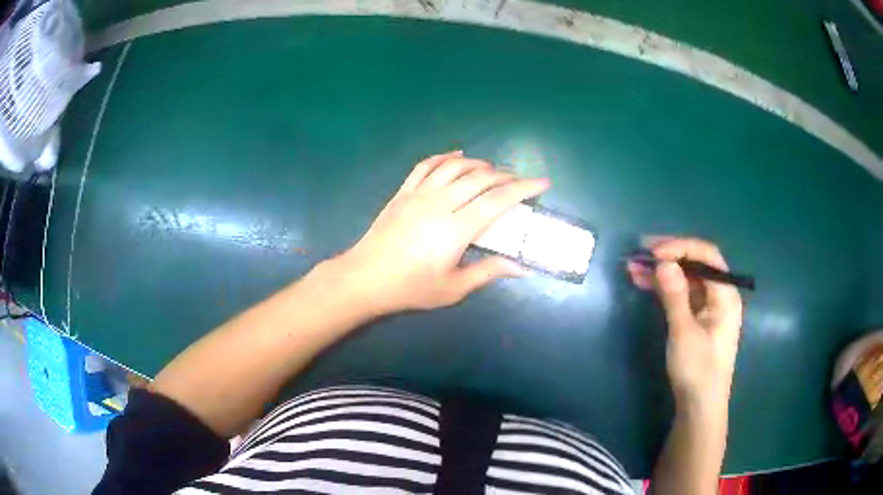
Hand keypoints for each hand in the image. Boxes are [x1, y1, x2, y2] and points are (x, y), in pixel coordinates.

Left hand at [335, 151, 549, 314]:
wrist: (365, 278)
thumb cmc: (411, 287)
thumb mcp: (453, 287)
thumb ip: (488, 272)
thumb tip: (521, 268)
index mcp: (456, 228)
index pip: (497, 201)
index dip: (523, 188)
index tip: (542, 182)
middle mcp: (440, 203)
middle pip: (480, 178)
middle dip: (506, 176)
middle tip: (520, 180)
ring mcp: (419, 194)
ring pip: (455, 167)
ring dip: (478, 164)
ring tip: (493, 170)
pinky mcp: (403, 192)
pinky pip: (426, 165)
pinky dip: (445, 157)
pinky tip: (457, 156)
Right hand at [628, 237, 742, 410]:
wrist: (699, 406)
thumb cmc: (697, 370)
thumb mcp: (684, 332)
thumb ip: (675, 295)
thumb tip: (663, 262)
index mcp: (725, 294)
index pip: (707, 256)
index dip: (681, 248)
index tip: (655, 253)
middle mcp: (719, 295)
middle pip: (696, 264)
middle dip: (669, 256)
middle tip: (641, 252)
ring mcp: (707, 307)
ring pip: (686, 279)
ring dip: (662, 271)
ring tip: (634, 266)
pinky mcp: (696, 319)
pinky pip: (681, 294)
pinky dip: (664, 287)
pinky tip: (644, 283)